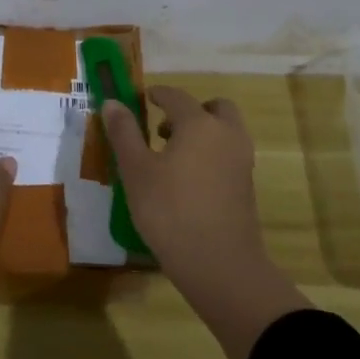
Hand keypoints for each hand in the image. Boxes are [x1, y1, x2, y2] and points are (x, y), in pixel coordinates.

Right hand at [101, 85, 268, 288]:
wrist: (219, 263)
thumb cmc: (170, 211)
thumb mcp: (136, 171)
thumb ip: (124, 133)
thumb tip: (112, 103)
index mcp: (199, 124)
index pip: (176, 97)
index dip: (158, 94)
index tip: (144, 98)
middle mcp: (227, 135)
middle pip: (214, 108)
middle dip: (190, 111)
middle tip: (164, 128)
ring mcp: (242, 161)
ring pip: (225, 132)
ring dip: (203, 132)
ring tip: (172, 156)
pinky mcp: (246, 186)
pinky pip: (229, 155)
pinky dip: (211, 154)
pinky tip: (187, 180)